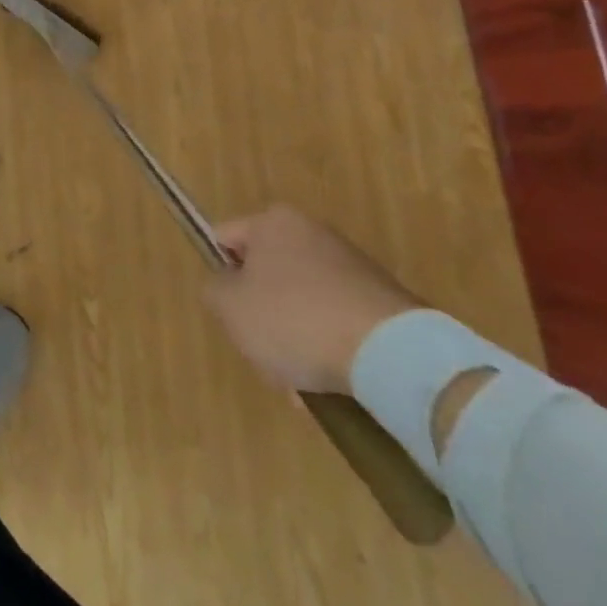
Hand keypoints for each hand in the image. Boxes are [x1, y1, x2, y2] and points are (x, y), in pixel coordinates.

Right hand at [202, 204, 421, 394]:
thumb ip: (214, 290)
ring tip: (300, 382)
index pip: (226, 239)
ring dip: (295, 339)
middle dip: (262, 316)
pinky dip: (329, 347)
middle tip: (264, 353)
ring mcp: (351, 265)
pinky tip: (331, 383)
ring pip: (301, 303)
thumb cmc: (296, 319)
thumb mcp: (231, 307)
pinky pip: (337, 321)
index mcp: (273, 221)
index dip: (220, 276)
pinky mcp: (382, 299)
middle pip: (266, 275)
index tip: (230, 313)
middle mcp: (312, 231)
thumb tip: (225, 287)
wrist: (392, 353)